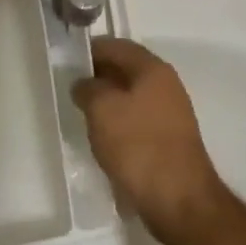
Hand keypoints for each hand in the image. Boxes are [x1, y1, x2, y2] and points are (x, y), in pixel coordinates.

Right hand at [72, 39, 223, 243]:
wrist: (178, 198)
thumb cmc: (137, 145)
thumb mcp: (102, 109)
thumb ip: (88, 88)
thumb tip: (85, 84)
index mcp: (153, 69)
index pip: (117, 46)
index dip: (91, 49)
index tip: (68, 60)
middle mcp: (166, 85)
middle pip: (126, 70)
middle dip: (98, 76)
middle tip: (71, 87)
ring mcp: (171, 113)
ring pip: (132, 96)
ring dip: (108, 101)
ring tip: (82, 114)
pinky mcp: (169, 140)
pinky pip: (138, 120)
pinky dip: (119, 123)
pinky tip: (103, 138)